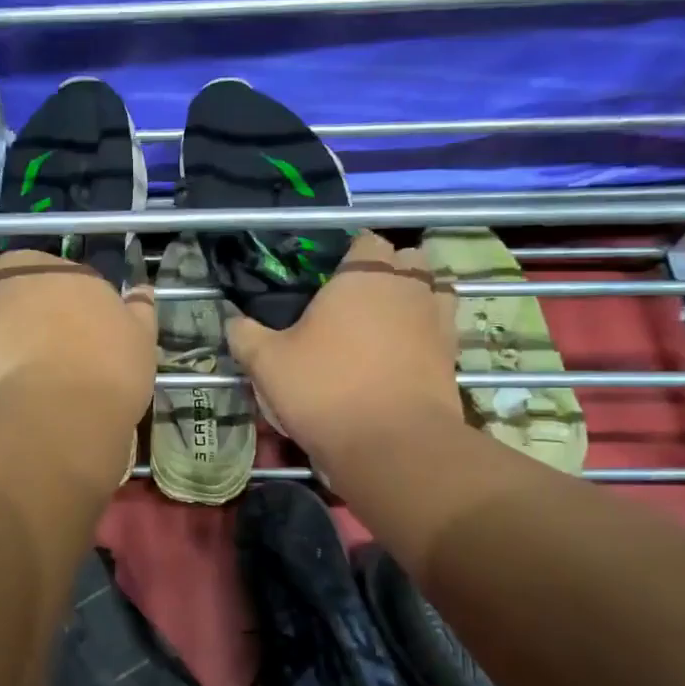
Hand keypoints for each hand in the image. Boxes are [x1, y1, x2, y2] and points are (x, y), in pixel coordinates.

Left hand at [0, 251, 156, 434]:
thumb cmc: (111, 370)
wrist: (64, 410)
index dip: (47, 290)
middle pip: (2, 276)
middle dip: (5, 295)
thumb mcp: (140, 340)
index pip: (48, 268)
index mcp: (70, 274)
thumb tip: (142, 291)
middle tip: (21, 331)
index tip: (54, 315)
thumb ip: (139, 311)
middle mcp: (25, 280)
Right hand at [227, 232, 463, 459]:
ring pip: (432, 290)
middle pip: (409, 259)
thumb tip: (232, 321)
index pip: (366, 241)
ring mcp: (436, 320)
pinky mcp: (452, 355)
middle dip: (389, 270)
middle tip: (357, 300)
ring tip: (386, 323)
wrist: (392, 444)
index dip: (350, 255)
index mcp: (362, 277)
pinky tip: (402, 353)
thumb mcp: (267, 364)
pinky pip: (441, 328)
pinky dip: (425, 333)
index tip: (331, 277)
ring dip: (414, 298)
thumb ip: (246, 336)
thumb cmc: (325, 390)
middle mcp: (407, 288)